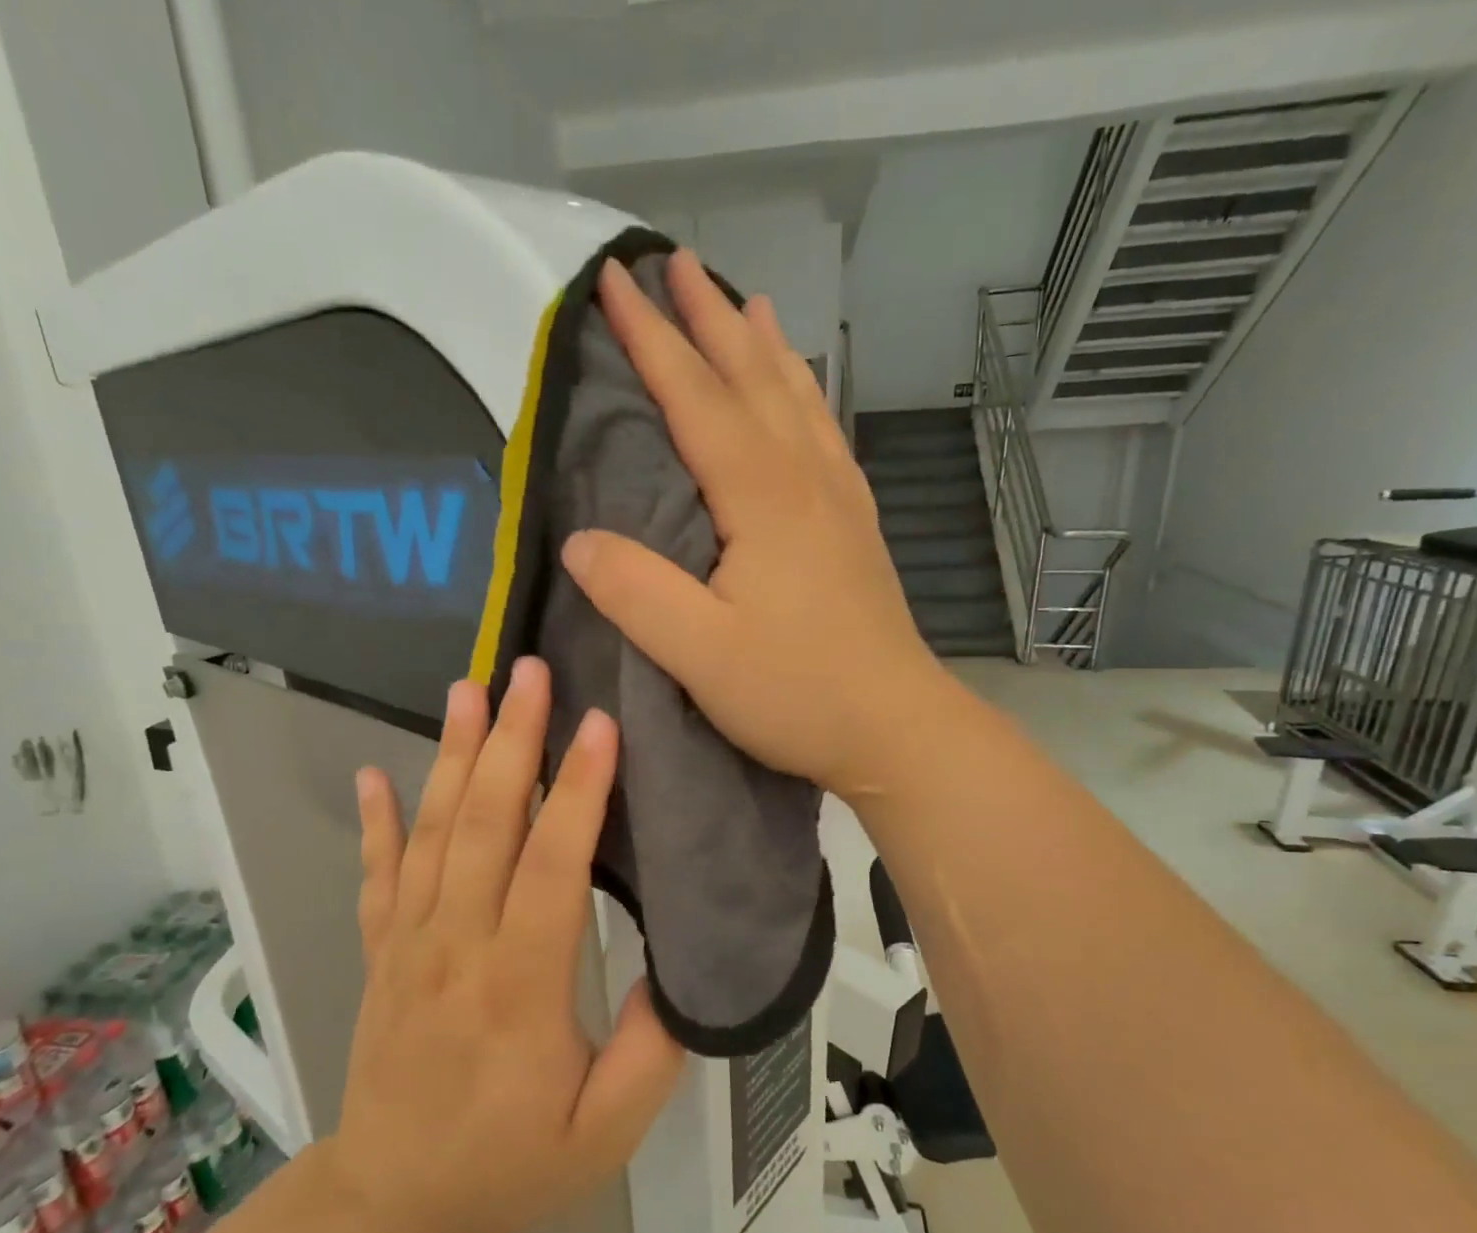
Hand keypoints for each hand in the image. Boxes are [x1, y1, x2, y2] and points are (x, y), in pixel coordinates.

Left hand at [324, 658, 684, 1232]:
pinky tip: (375, 771)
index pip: (550, 870)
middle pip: (484, 827)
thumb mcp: (603, 1136)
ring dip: (451, 757)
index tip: (600, 726)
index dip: (579, 795)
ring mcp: (408, 943)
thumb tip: (675, 969)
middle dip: (511, 742)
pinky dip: (376, 820)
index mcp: (518, 988)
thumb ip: (650, 1053)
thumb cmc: (508, 1167)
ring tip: (467, 690)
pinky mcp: (380, 950)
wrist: (390, 1205)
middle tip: (529, 672)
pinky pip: (376, 874)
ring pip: (431, 834)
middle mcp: (455, 947)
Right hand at [560, 249, 950, 799]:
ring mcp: (838, 500)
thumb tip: (580, 540)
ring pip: (797, 398)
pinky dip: (807, 395)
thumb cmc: (796, 693)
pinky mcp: (855, 528)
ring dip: (764, 346)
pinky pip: (825, 436)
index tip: (614, 281)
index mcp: (761, 497)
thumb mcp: (699, 653)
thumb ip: (636, 593)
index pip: (696, 397)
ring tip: (746, 299)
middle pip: (751, 378)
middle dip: (708, 318)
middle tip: (676, 262)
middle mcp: (804, 479)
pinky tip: (804, 394)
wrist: (896, 726)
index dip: (653, 338)